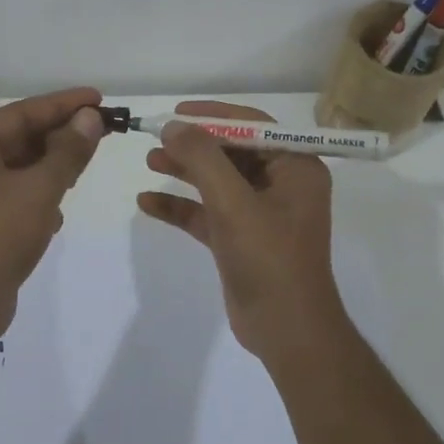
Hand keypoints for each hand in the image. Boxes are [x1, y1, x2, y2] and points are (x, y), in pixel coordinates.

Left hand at [0, 87, 106, 340]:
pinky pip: (18, 196)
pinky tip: (59, 210)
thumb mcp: (39, 189)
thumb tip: (90, 118)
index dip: (64, 104)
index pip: (23, 111)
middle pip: (22, 137)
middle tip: (104, 129)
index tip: (100, 99)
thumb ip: (68, 151)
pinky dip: (41, 195)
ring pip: (22, 168)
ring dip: (54, 165)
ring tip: (87, 163)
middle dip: (62, 134)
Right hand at [136, 101, 346, 358]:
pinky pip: (207, 213)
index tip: (177, 112)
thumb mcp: (233, 202)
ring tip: (149, 161)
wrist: (286, 330)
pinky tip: (147, 203)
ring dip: (185, 171)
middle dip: (194, 145)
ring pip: (217, 182)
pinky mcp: (241, 240)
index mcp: (296, 168)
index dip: (214, 116)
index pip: (253, 126)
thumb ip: (202, 159)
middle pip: (232, 153)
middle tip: (156, 138)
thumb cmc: (269, 258)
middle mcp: (281, 186)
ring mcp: (260, 214)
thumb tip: (173, 125)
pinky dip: (181, 207)